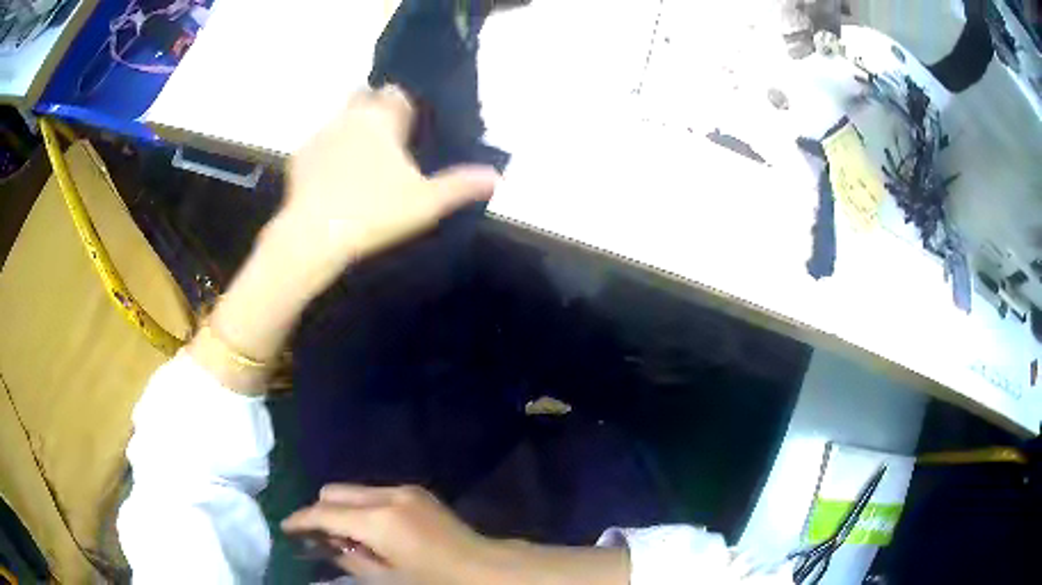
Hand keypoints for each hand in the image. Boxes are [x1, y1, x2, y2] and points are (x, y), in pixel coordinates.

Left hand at [190, 86, 497, 392]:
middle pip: (363, 96)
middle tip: (384, 137)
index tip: (409, 124)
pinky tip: (331, 178)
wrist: (314, 236)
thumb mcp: (426, 203)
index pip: (396, 94)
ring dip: (349, 128)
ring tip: (358, 160)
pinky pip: (317, 144)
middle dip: (374, 107)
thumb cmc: (375, 213)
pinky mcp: (299, 158)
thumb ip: (461, 185)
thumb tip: (497, 177)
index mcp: (381, 120)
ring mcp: (320, 135)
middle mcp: (349, 118)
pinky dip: (326, 152)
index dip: (404, 105)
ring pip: (338, 118)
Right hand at [282, 484, 630, 584]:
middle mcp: (387, 494)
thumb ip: (350, 559)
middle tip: (318, 539)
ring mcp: (405, 490)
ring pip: (354, 490)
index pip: (323, 512)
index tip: (285, 528)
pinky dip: (363, 508)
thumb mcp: (387, 580)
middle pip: (334, 491)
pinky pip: (375, 493)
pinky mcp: (417, 492)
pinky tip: (371, 533)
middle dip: (320, 512)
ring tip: (347, 539)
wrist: (488, 569)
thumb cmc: (436, 582)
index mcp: (377, 519)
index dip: (300, 520)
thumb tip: (325, 545)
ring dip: (342, 510)